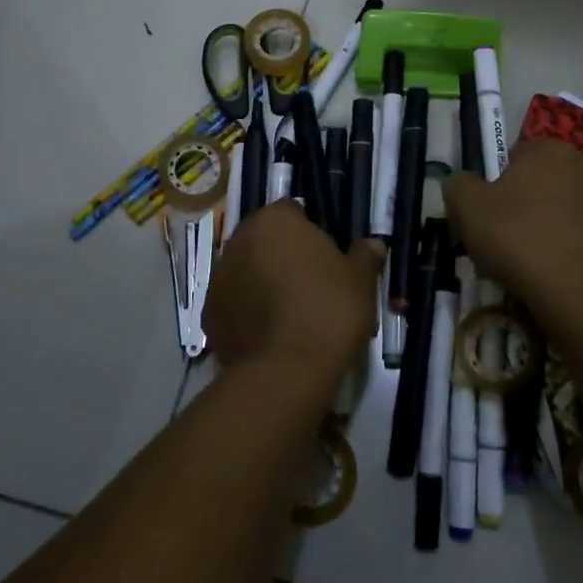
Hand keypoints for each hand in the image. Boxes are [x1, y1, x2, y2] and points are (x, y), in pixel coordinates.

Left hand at [203, 201, 383, 384]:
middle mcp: (240, 239)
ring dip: (262, 280)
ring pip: (246, 269)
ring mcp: (219, 277)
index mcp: (276, 221)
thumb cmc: (328, 310)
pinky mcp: (208, 313)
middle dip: (281, 253)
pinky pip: (234, 302)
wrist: (285, 371)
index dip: (309, 231)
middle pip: (264, 238)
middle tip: (309, 282)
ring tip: (289, 311)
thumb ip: (364, 256)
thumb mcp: (360, 281)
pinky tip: (270, 332)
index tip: (326, 255)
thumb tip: (373, 244)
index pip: (292, 211)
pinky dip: (247, 310)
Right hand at [444, 139, 582, 315]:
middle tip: (506, 238)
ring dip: (553, 226)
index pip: (517, 155)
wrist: (578, 294)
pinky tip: (560, 274)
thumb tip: (462, 183)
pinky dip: (576, 252)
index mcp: (551, 151)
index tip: (488, 213)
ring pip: (570, 211)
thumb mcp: (467, 207)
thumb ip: (459, 184)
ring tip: (533, 262)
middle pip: (545, 182)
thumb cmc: (518, 238)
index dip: (498, 183)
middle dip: (528, 204)